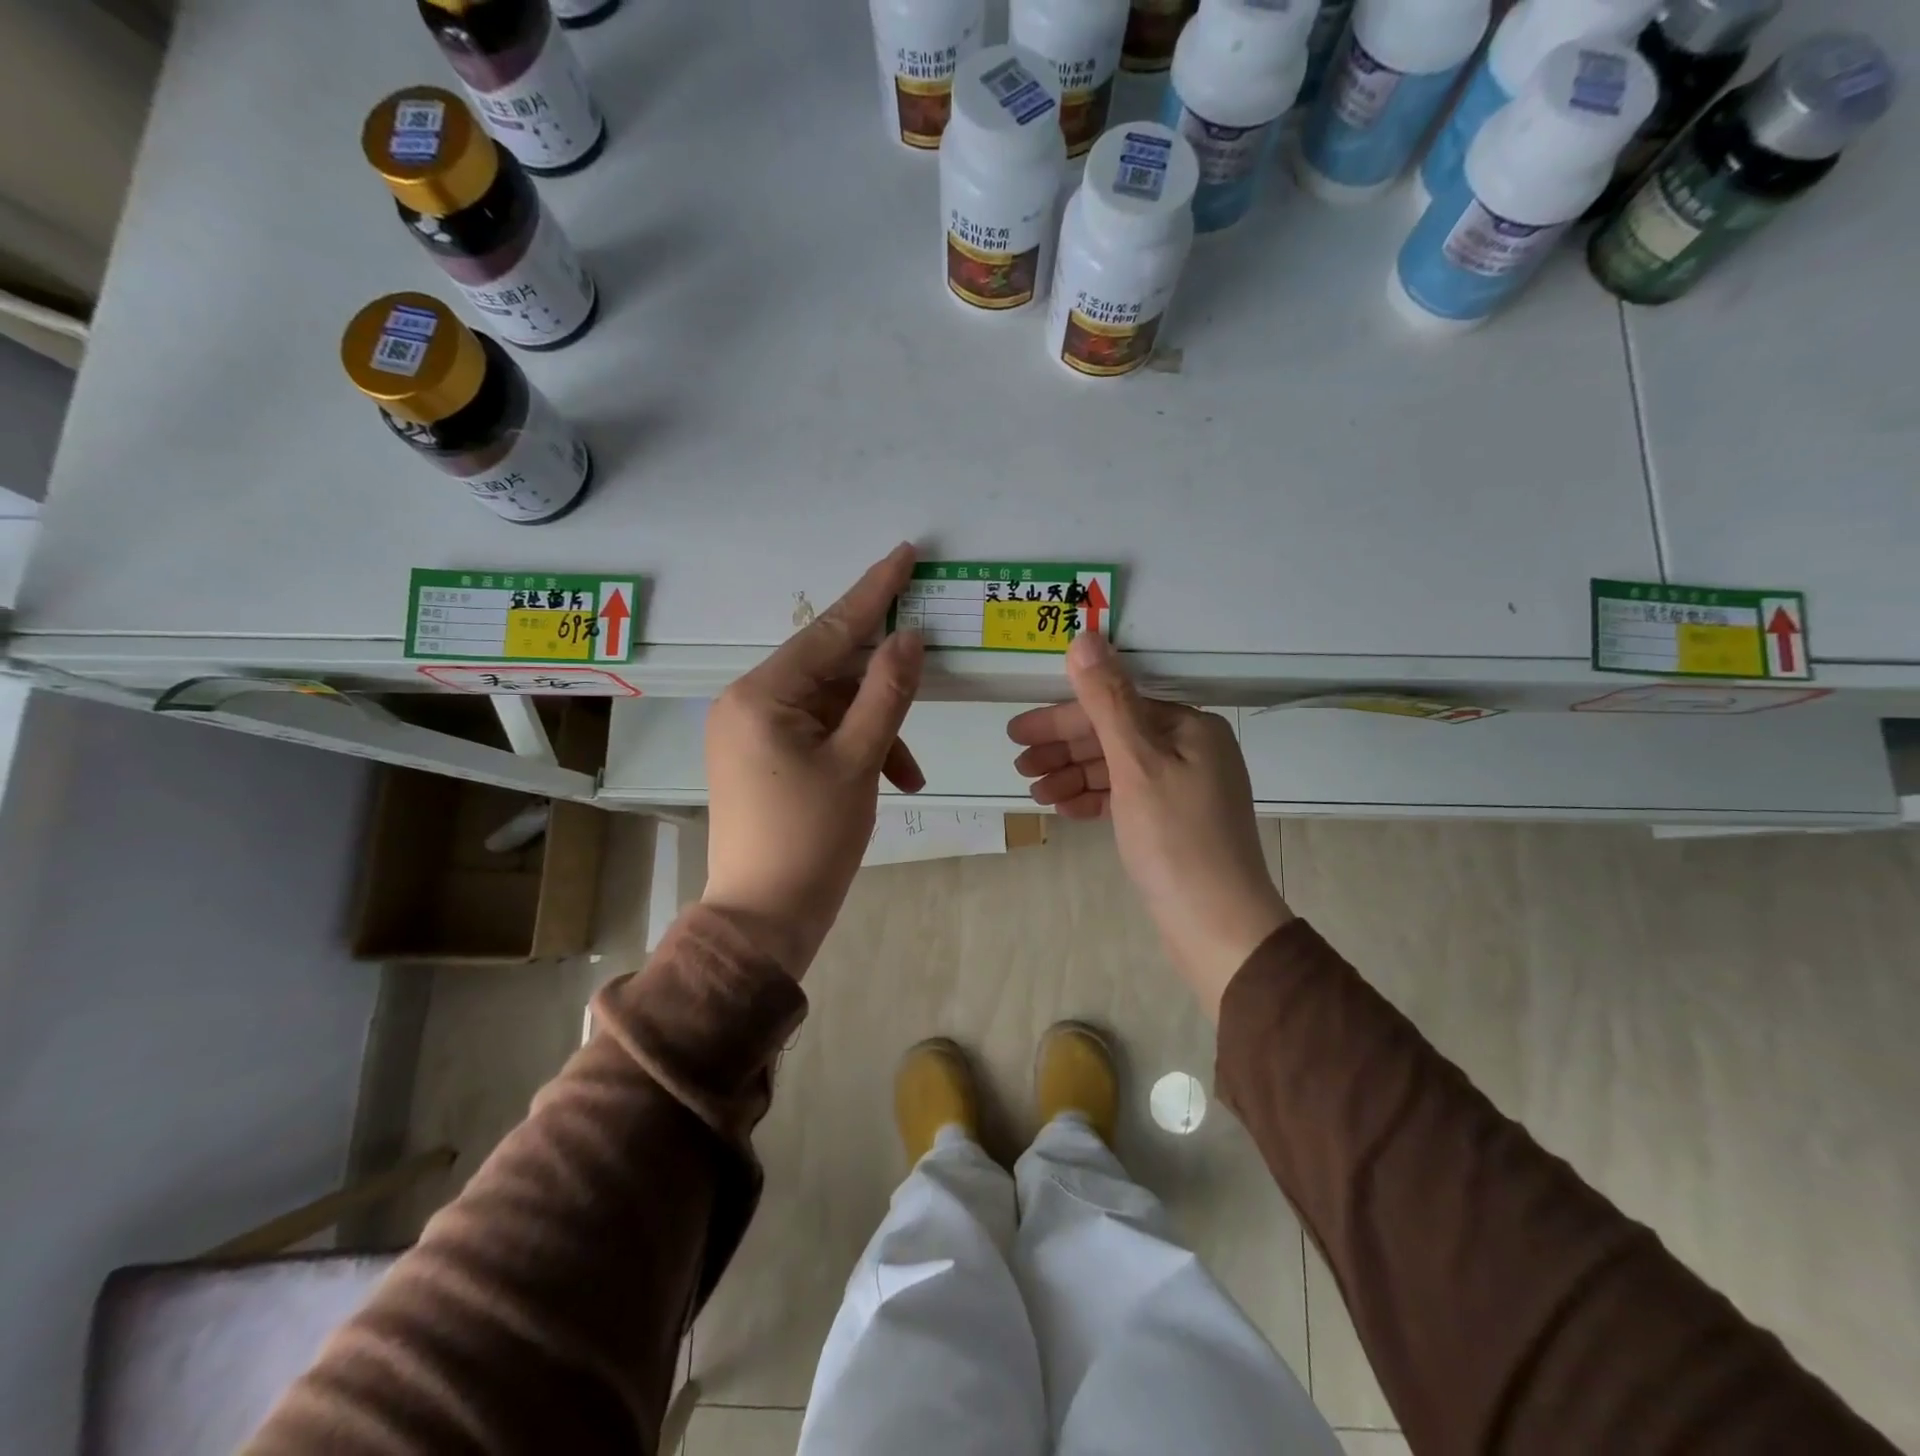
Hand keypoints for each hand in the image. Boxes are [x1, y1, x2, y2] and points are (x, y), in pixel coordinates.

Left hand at [702, 544, 925, 977]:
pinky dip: (855, 750)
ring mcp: (752, 732)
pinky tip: (889, 782)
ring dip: (876, 732)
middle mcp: (748, 703)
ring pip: (831, 708)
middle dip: (883, 688)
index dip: (874, 592)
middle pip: (831, 671)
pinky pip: (818, 734)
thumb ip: (887, 693)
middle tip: (928, 675)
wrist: (762, 921)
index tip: (905, 553)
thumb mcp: (858, 762)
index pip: (829, 630)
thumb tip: (908, 637)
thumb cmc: (810, 841)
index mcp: (761, 695)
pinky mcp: (761, 758)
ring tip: (908, 773)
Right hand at [1007, 631, 1291, 1015]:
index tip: (1017, 735)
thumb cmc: (1176, 840)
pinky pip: (1127, 797)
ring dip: (1074, 776)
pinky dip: (1095, 799)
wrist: (1220, 928)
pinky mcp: (1175, 823)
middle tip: (1020, 766)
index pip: (1114, 708)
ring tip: (1035, 792)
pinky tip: (1064, 808)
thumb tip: (1085, 637)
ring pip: (1118, 769)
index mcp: (1189, 728)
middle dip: (1064, 750)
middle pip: (1114, 737)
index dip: (1062, 720)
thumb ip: (1107, 701)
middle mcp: (1192, 750)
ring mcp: (1186, 789)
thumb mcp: (1136, 765)